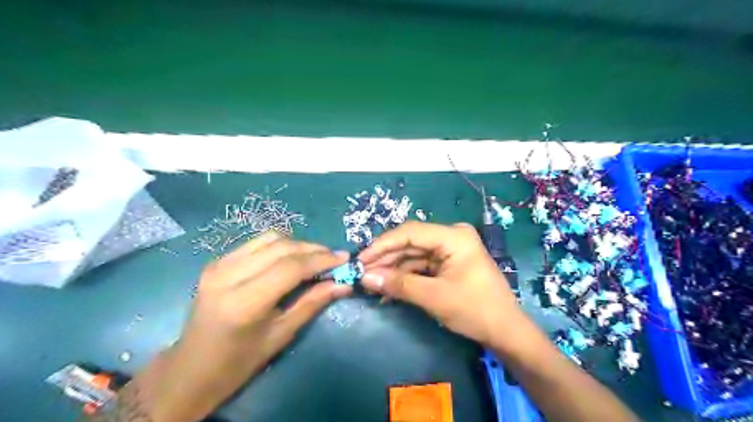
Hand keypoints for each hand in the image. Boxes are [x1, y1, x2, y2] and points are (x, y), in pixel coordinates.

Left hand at [155, 233, 353, 421]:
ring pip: (270, 238)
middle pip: (282, 247)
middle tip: (334, 258)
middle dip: (313, 249)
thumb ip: (313, 303)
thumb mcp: (281, 335)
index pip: (291, 267)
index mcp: (244, 302)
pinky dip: (280, 246)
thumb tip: (344, 284)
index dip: (322, 259)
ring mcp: (219, 265)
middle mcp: (228, 275)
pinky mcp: (217, 261)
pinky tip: (290, 259)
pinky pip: (256, 243)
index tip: (345, 258)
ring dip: (298, 244)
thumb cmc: (239, 362)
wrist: (191, 369)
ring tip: (314, 258)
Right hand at [359, 222, 534, 350]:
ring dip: (393, 270)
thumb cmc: (475, 310)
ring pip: (413, 255)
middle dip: (386, 259)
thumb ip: (398, 285)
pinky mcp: (448, 263)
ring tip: (371, 284)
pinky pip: (421, 266)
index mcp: (453, 236)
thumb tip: (364, 278)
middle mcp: (451, 237)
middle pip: (410, 243)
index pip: (410, 232)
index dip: (382, 245)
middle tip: (362, 274)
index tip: (360, 260)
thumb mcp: (434, 297)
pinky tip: (388, 289)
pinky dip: (405, 277)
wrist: (505, 331)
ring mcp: (450, 250)